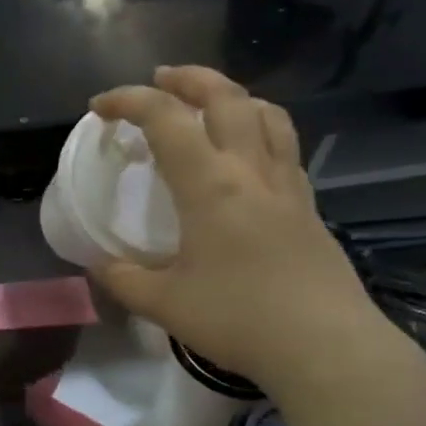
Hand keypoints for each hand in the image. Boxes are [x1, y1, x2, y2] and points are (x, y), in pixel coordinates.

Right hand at [89, 66, 398, 400]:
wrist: (326, 347)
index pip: (166, 119)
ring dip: (232, 95)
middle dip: (187, 78)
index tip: (100, 109)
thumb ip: (123, 279)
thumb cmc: (239, 320)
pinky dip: (260, 128)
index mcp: (210, 184)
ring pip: (266, 113)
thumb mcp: (164, 304)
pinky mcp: (309, 206)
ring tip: (208, 103)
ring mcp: (288, 185)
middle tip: (159, 81)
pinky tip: (246, 155)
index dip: (129, 101)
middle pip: (226, 96)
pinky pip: (284, 145)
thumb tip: (99, 265)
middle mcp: (251, 170)